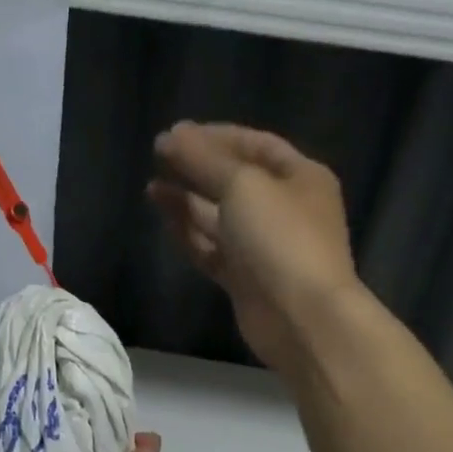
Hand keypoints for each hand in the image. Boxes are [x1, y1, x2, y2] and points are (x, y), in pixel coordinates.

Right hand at [148, 121, 357, 370]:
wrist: (301, 318)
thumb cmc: (280, 238)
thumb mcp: (242, 185)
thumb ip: (202, 159)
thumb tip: (168, 137)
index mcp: (301, 177)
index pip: (255, 145)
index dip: (216, 136)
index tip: (176, 133)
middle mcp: (285, 208)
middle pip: (235, 180)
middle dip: (198, 167)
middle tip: (158, 156)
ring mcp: (264, 247)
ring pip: (219, 216)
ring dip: (187, 200)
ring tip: (151, 187)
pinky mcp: (244, 278)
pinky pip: (212, 248)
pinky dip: (189, 232)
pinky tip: (164, 217)